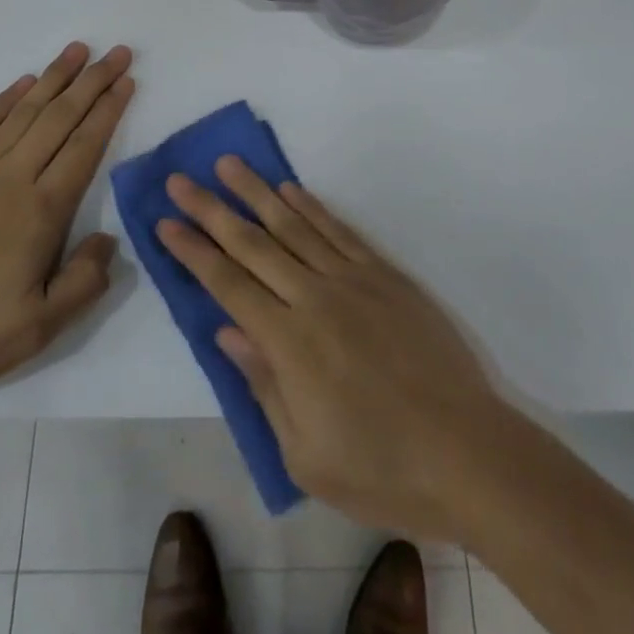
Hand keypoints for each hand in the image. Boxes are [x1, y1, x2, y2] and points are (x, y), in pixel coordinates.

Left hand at [0, 42, 135, 405]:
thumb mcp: (40, 328)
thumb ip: (85, 281)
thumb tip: (107, 238)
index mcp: (40, 211)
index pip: (84, 146)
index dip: (108, 110)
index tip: (126, 80)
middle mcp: (10, 178)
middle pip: (59, 118)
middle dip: (92, 81)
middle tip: (116, 52)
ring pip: (22, 112)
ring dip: (53, 77)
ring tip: (77, 50)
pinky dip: (6, 99)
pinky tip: (23, 83)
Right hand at [158, 158, 508, 541]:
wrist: (468, 454)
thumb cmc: (381, 469)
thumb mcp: (305, 454)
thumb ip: (263, 385)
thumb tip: (227, 330)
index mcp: (289, 344)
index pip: (228, 286)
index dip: (194, 253)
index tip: (166, 223)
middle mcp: (315, 298)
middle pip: (252, 244)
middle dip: (211, 210)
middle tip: (179, 180)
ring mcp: (353, 280)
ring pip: (294, 225)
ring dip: (257, 192)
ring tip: (228, 164)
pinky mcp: (386, 275)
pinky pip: (340, 231)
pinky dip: (312, 207)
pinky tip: (291, 189)